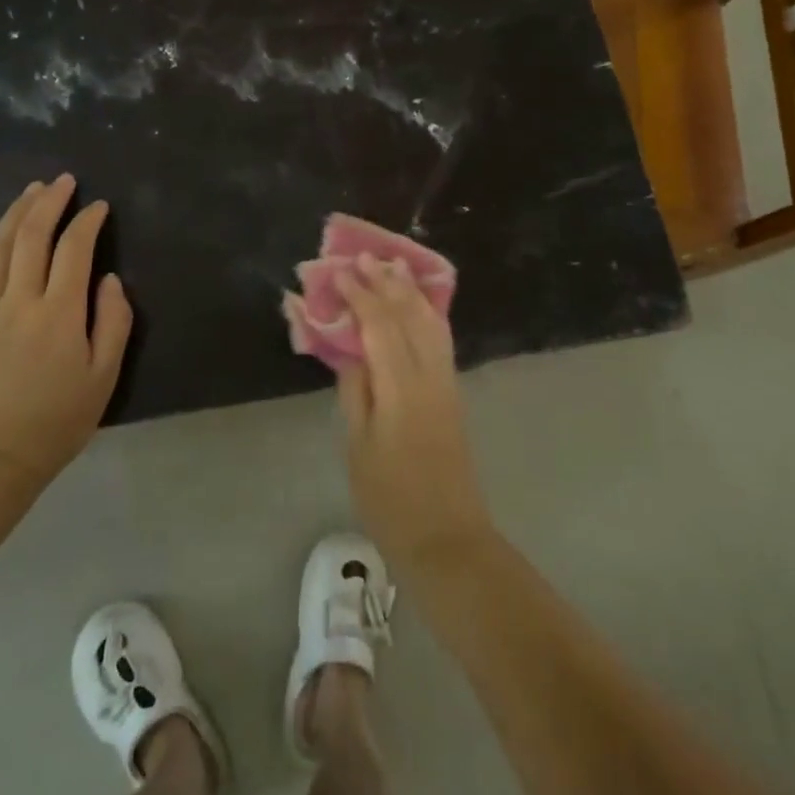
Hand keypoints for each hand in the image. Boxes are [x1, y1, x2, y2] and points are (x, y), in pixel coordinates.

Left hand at [0, 174, 131, 487]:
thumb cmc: (56, 423)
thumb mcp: (104, 377)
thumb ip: (113, 323)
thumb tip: (110, 280)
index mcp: (61, 312)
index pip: (76, 250)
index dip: (88, 222)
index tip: (98, 206)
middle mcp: (21, 301)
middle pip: (33, 238)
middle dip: (50, 203)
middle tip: (62, 181)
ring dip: (14, 214)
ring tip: (29, 190)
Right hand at [332, 255, 494, 576]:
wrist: (447, 537)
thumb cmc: (391, 499)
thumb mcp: (358, 447)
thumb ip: (355, 392)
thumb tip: (351, 351)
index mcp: (401, 386)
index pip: (380, 325)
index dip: (360, 295)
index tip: (341, 271)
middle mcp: (429, 374)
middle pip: (408, 315)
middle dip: (386, 284)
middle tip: (365, 257)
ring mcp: (446, 382)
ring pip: (430, 323)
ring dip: (410, 293)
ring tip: (393, 268)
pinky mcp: (453, 393)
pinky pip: (440, 339)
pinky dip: (426, 313)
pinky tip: (418, 306)